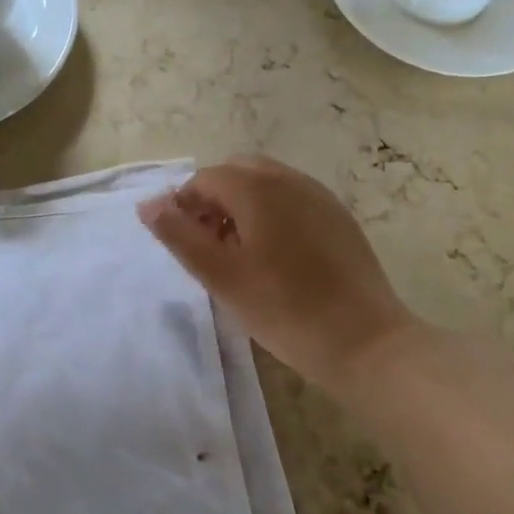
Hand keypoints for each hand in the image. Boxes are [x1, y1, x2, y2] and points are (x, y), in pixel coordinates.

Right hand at [139, 155, 425, 395]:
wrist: (365, 342)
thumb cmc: (283, 309)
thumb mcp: (220, 275)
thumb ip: (178, 234)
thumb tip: (148, 204)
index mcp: (256, 188)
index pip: (205, 178)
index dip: (184, 205)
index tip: (184, 243)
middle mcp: (289, 179)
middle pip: (237, 172)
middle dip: (214, 199)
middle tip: (208, 245)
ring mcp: (319, 195)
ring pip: (266, 183)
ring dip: (242, 204)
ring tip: (240, 253)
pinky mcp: (339, 216)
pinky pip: (292, 198)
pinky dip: (271, 212)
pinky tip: (276, 256)